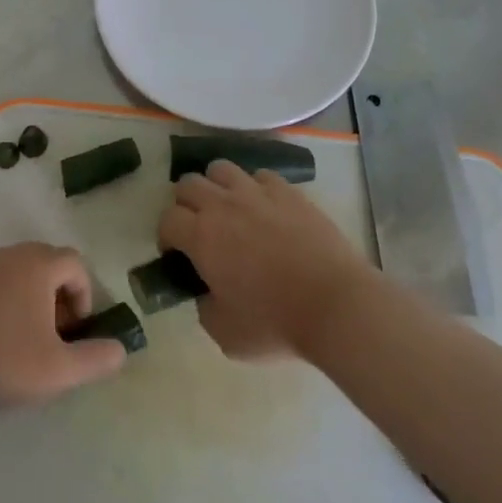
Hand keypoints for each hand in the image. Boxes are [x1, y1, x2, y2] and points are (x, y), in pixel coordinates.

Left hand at [0, 243, 128, 406]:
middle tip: (51, 334)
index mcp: (37, 266)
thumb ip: (95, 358)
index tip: (75, 330)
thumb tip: (120, 350)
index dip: (84, 295)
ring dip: (24, 299)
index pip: (75, 264)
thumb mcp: (59, 369)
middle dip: (55, 295)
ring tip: (18, 339)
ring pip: (11, 274)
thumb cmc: (5, 360)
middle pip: (43, 264)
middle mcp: (7, 256)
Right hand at [159, 160, 375, 359]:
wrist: (335, 305)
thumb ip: (204, 307)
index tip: (176, 254)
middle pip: (187, 183)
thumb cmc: (276, 323)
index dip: (166, 236)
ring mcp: (257, 193)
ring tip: (228, 209)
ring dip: (217, 186)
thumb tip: (206, 292)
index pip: (167, 219)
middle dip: (185, 204)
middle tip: (198, 228)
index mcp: (201, 236)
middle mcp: (222, 205)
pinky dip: (255, 188)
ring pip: (221, 169)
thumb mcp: (225, 333)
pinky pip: (260, 176)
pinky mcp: (288, 191)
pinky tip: (264, 208)